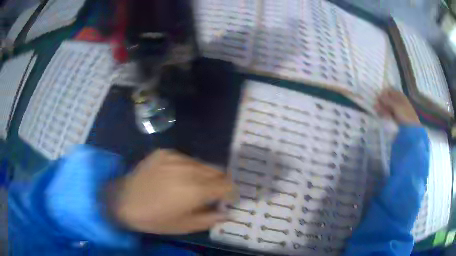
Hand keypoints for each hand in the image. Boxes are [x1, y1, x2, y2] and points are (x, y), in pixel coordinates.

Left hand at [105, 150, 233, 233]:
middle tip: (212, 193)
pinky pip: (185, 158)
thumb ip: (210, 219)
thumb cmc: (154, 219)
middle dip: (220, 182)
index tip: (227, 198)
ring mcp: (175, 157)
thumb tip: (226, 213)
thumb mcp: (184, 226)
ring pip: (202, 163)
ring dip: (204, 174)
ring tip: (193, 185)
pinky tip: (176, 177)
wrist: (123, 201)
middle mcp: (188, 169)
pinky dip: (188, 168)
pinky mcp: (164, 152)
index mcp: (195, 190)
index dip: (231, 192)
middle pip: (217, 170)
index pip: (226, 184)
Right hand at [375, 89, 420, 124]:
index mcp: (400, 95)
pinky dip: (385, 114)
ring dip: (382, 108)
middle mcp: (399, 101)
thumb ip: (386, 100)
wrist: (411, 129)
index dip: (383, 93)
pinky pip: (390, 114)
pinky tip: (381, 116)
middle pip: (389, 99)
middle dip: (382, 101)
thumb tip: (378, 95)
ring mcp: (398, 110)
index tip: (377, 97)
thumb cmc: (405, 114)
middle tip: (375, 105)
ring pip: (388, 107)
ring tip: (376, 111)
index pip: (390, 90)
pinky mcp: (397, 118)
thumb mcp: (395, 105)